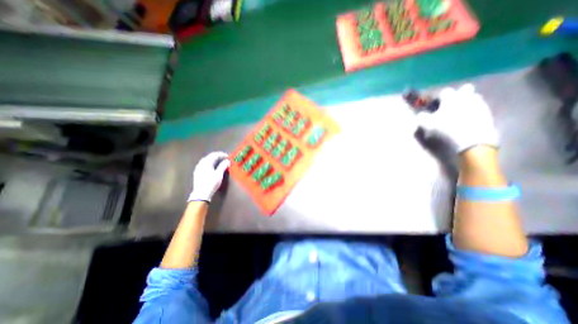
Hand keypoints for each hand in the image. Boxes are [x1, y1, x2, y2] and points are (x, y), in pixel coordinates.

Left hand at [186, 152, 228, 201]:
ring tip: (218, 161)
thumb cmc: (211, 183)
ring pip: (205, 160)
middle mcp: (201, 164)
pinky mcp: (197, 172)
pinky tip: (211, 166)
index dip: (221, 154)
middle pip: (209, 157)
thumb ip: (223, 166)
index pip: (214, 155)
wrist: (201, 194)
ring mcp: (198, 168)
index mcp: (206, 163)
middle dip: (217, 156)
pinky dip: (209, 163)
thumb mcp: (219, 174)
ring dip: (212, 159)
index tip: (227, 156)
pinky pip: (203, 164)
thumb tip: (227, 161)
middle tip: (223, 158)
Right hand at [413, 83, 498, 152]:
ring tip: (457, 115)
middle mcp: (467, 98)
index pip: (444, 92)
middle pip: (465, 89)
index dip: (437, 98)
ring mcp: (481, 106)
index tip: (433, 107)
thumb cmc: (445, 131)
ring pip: (474, 99)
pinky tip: (466, 123)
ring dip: (466, 104)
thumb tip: (421, 114)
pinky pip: (480, 110)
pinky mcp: (489, 116)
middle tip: (448, 106)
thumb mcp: (425, 125)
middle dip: (457, 95)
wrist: (471, 143)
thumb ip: (421, 117)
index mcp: (451, 99)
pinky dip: (473, 113)